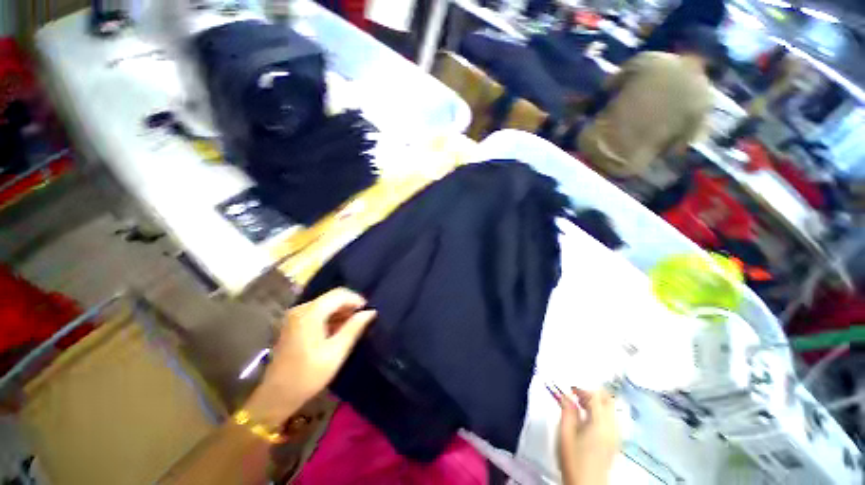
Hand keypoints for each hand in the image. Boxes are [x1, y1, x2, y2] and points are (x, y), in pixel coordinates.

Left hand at [245, 288, 375, 426]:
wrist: (276, 396)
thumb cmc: (308, 375)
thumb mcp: (336, 352)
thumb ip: (354, 328)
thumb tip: (371, 312)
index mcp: (310, 313)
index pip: (339, 294)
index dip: (357, 299)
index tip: (368, 312)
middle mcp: (301, 308)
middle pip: (332, 297)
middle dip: (349, 305)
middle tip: (363, 320)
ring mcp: (295, 315)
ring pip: (326, 304)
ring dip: (341, 311)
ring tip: (353, 326)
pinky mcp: (294, 323)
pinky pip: (318, 312)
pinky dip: (331, 317)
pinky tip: (338, 330)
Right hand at [555, 387, 619, 484]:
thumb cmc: (572, 459)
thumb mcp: (564, 433)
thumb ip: (567, 411)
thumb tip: (567, 396)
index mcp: (600, 424)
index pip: (596, 396)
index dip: (582, 389)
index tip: (570, 390)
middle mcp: (612, 428)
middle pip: (608, 400)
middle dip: (592, 394)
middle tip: (576, 397)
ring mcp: (616, 436)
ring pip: (610, 409)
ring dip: (596, 403)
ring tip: (579, 407)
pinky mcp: (614, 443)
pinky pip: (610, 420)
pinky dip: (600, 413)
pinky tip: (587, 420)